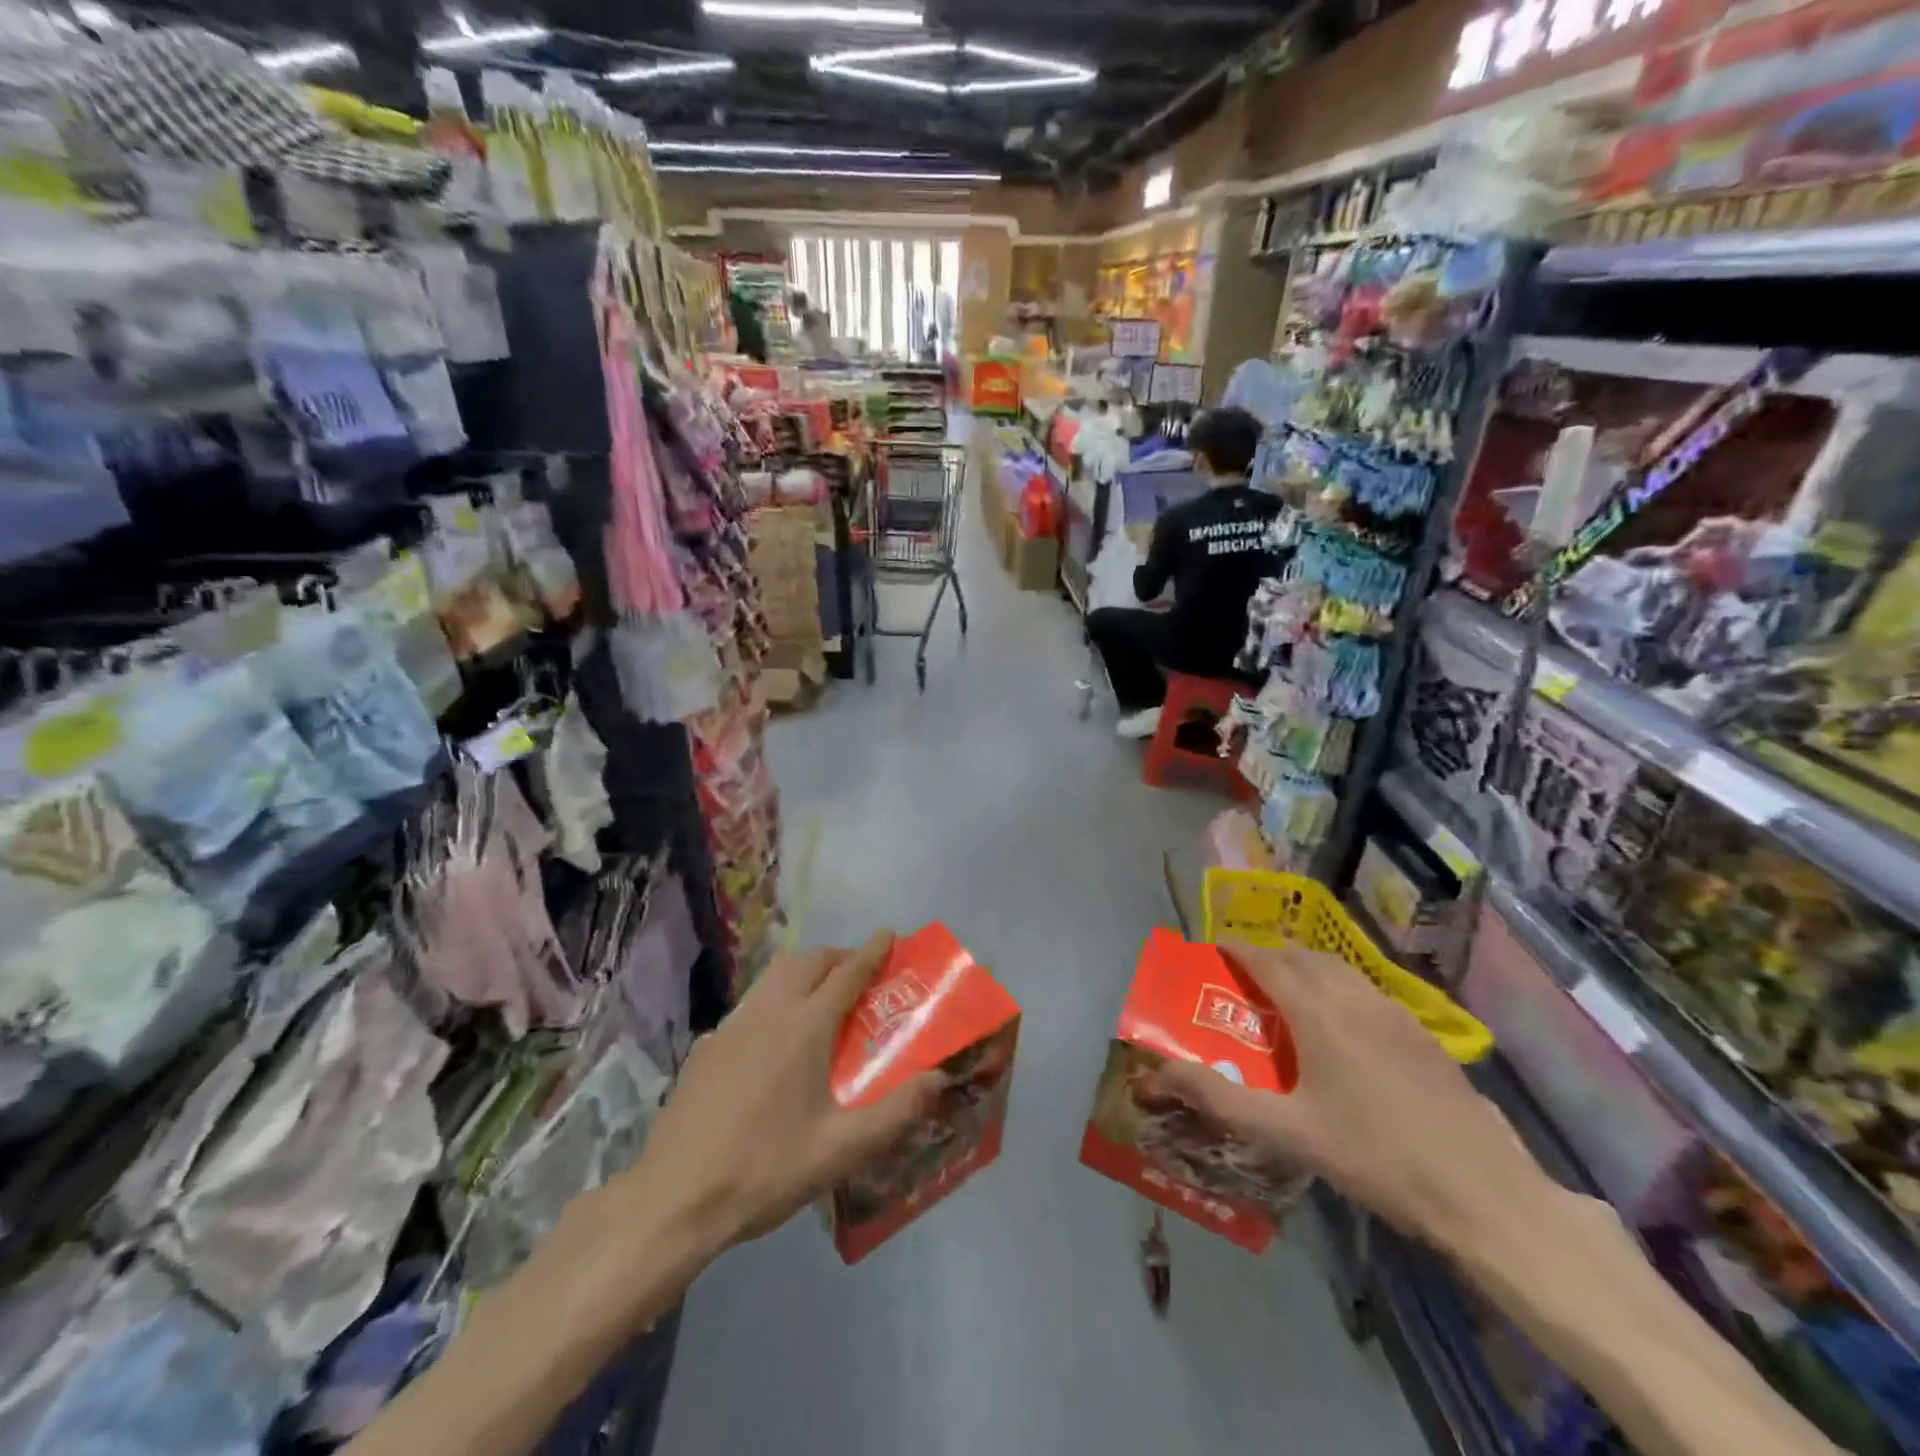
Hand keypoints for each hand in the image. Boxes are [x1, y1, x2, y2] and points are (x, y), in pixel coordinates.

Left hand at [628, 929, 941, 1252]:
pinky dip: (772, 1001)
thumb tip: (940, 1078)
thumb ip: (896, 1113)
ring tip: (818, 997)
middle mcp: (769, 1013)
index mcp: (805, 1029)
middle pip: (807, 961)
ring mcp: (731, 1026)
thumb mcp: (840, 1151)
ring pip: (773, 976)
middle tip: (857, 973)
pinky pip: (749, 1005)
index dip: (871, 951)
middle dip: (836, 956)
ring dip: (803, 971)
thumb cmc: (765, 1171)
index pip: (847, 974)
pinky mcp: (706, 1047)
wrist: (674, 1199)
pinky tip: (771, 1041)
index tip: (888, 932)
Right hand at [1153, 940, 1546, 1253]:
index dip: (1238, 949)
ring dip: (1306, 966)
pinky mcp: (1423, 1035)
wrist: (1483, 1192)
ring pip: (1340, 969)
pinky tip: (1343, 1023)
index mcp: (1318, 1013)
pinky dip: (1339, 986)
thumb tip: (1158, 1072)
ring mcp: (1395, 1014)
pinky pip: (1367, 989)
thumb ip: (1219, 1098)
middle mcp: (1355, 998)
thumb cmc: (1375, 1156)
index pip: (1267, 962)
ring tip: (1288, 989)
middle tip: (1245, 972)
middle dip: (1270, 954)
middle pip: (1304, 956)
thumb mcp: (1287, 1133)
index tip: (1215, 946)